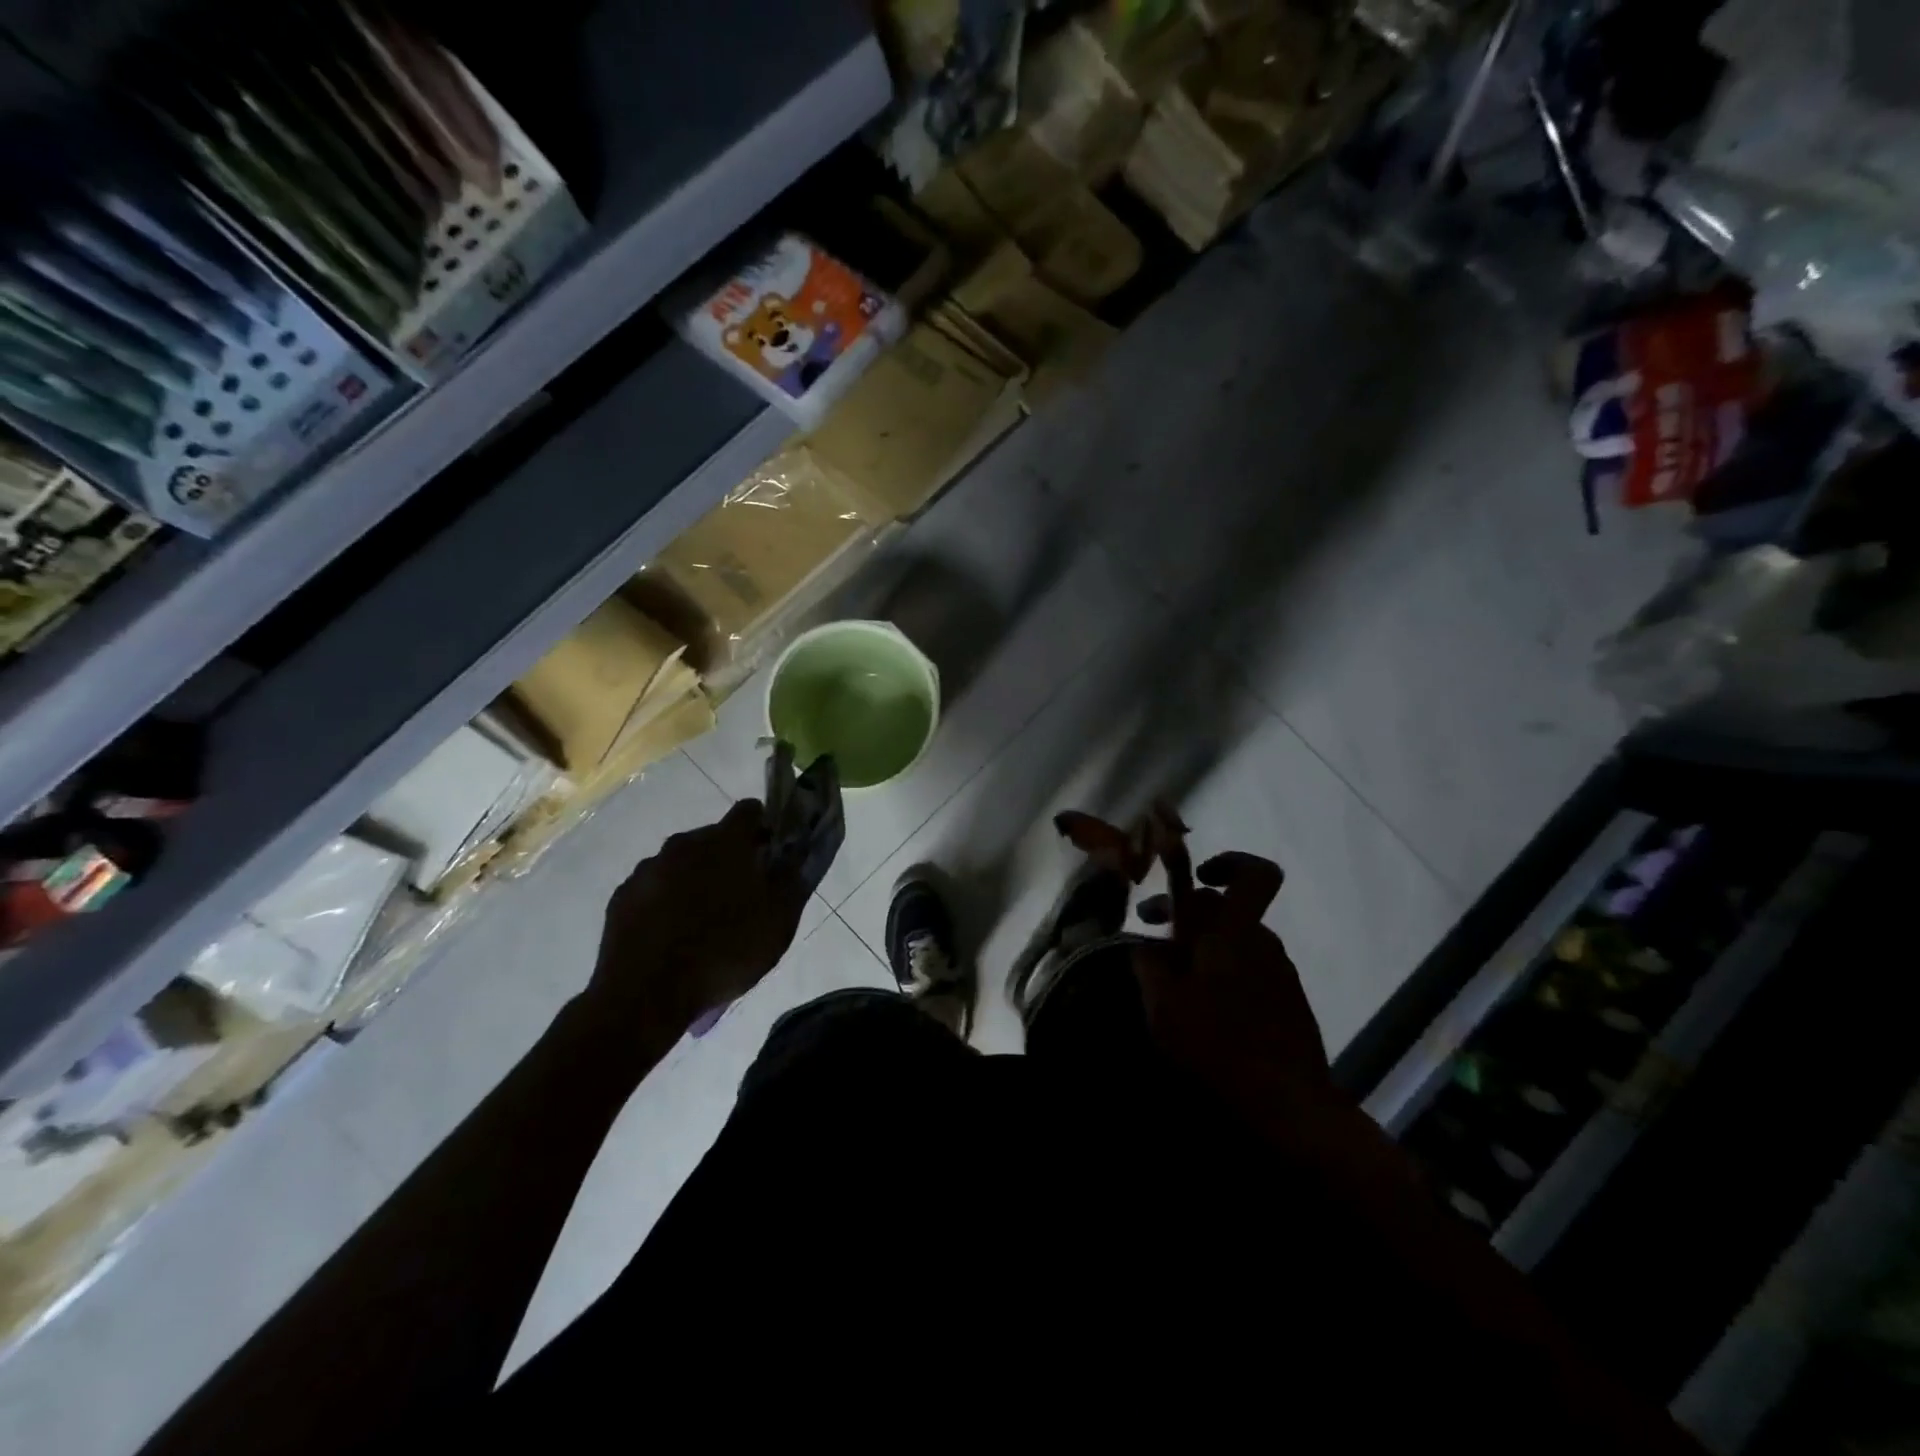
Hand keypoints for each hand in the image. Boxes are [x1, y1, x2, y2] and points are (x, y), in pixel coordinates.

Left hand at [586, 799, 809, 1039]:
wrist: (646, 995)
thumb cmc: (724, 952)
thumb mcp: (779, 922)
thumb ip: (791, 882)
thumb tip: (793, 860)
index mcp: (725, 842)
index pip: (749, 810)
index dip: (764, 827)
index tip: (770, 854)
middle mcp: (684, 843)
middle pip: (714, 838)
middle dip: (730, 858)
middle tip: (742, 895)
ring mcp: (648, 869)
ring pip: (682, 863)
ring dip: (696, 879)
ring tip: (704, 921)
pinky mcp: (622, 896)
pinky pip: (654, 888)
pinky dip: (666, 901)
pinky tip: (673, 935)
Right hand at [1131, 808, 1330, 1114]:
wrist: (1289, 1105)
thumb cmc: (1218, 1046)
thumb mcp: (1164, 1006)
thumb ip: (1150, 966)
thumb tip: (1145, 946)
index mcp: (1235, 933)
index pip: (1255, 875)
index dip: (1230, 863)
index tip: (1197, 878)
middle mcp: (1264, 944)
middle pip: (1229, 909)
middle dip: (1187, 912)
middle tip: (1150, 928)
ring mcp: (1281, 974)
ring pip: (1237, 941)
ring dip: (1204, 946)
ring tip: (1171, 973)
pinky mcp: (1289, 1004)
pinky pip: (1250, 970)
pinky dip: (1223, 972)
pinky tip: (1203, 1005)